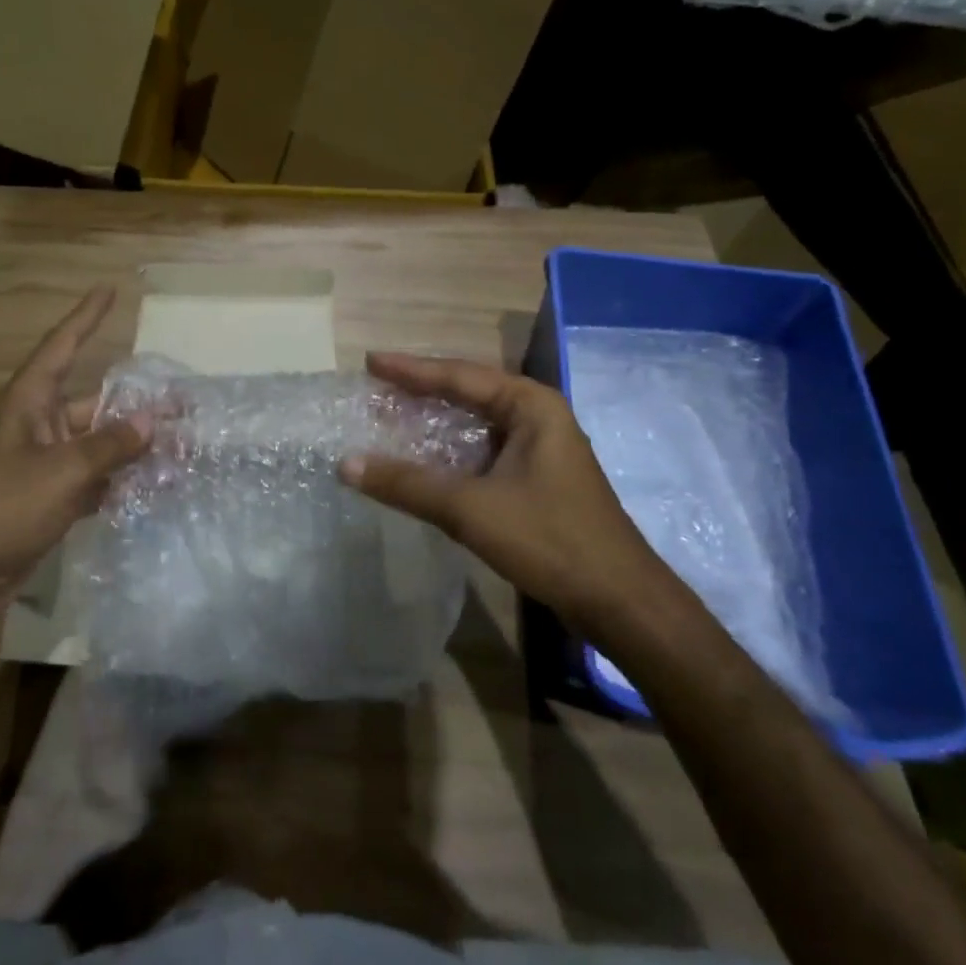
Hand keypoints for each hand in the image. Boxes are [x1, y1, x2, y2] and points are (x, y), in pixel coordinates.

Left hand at [0, 286, 149, 628]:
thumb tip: (152, 422)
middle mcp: (36, 425)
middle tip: (182, 401)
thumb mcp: (64, 471)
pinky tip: (152, 486)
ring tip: (180, 445)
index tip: (109, 289)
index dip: (86, 316)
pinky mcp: (46, 498)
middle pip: (93, 400)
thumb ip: (111, 445)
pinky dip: (118, 480)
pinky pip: (91, 477)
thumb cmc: (3, 508)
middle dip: (135, 402)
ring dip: (132, 446)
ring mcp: (41, 463)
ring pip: (96, 443)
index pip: (62, 346)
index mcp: (28, 402)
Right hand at [340, 352, 669, 639]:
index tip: (370, 362)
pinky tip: (423, 461)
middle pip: (468, 393)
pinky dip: (450, 452)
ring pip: (476, 425)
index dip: (411, 370)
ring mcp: (540, 449)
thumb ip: (407, 484)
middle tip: (375, 389)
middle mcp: (538, 417)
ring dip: (434, 424)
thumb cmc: (549, 540)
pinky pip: (483, 451)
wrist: (620, 602)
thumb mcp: (470, 509)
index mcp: (530, 405)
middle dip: (421, 392)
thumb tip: (345, 464)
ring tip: (390, 418)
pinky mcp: (537, 479)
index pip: (459, 376)